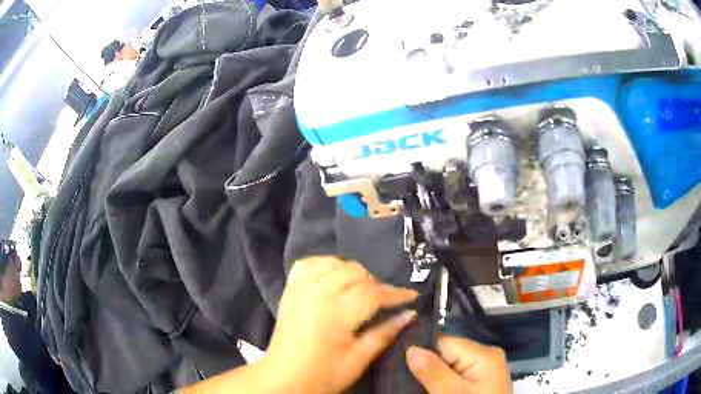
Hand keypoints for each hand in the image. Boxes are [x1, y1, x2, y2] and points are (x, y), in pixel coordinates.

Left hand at [261, 256, 418, 393]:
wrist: (283, 378)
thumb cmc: (323, 375)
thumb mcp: (358, 359)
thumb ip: (384, 333)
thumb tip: (409, 314)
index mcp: (335, 314)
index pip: (372, 293)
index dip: (395, 293)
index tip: (412, 295)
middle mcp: (316, 294)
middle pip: (355, 273)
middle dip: (376, 283)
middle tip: (386, 299)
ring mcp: (300, 289)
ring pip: (334, 264)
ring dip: (353, 272)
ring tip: (362, 288)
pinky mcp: (290, 290)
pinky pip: (309, 263)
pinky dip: (325, 264)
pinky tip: (334, 275)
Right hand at [406, 336, 512, 393]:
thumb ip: (433, 371)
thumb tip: (411, 348)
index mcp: (483, 353)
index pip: (444, 341)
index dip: (423, 352)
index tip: (402, 364)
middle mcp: (487, 355)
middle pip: (448, 353)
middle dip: (429, 366)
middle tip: (409, 380)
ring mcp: (485, 369)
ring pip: (451, 365)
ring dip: (435, 376)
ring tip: (419, 386)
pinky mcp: (482, 380)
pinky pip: (459, 374)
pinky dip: (445, 382)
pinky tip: (434, 390)